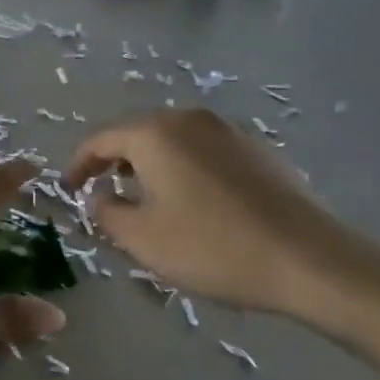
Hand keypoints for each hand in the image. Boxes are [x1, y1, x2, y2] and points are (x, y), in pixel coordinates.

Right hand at [63, 109, 375, 323]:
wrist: (310, 259)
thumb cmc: (213, 247)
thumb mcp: (143, 239)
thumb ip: (106, 212)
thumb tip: (100, 196)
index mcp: (155, 134)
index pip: (100, 139)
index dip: (78, 165)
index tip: (69, 190)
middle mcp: (189, 119)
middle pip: (137, 134)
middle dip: (114, 163)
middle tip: (104, 194)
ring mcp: (227, 130)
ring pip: (172, 141)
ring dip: (149, 166)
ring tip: (145, 199)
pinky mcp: (256, 148)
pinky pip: (203, 151)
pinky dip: (183, 168)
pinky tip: (193, 202)